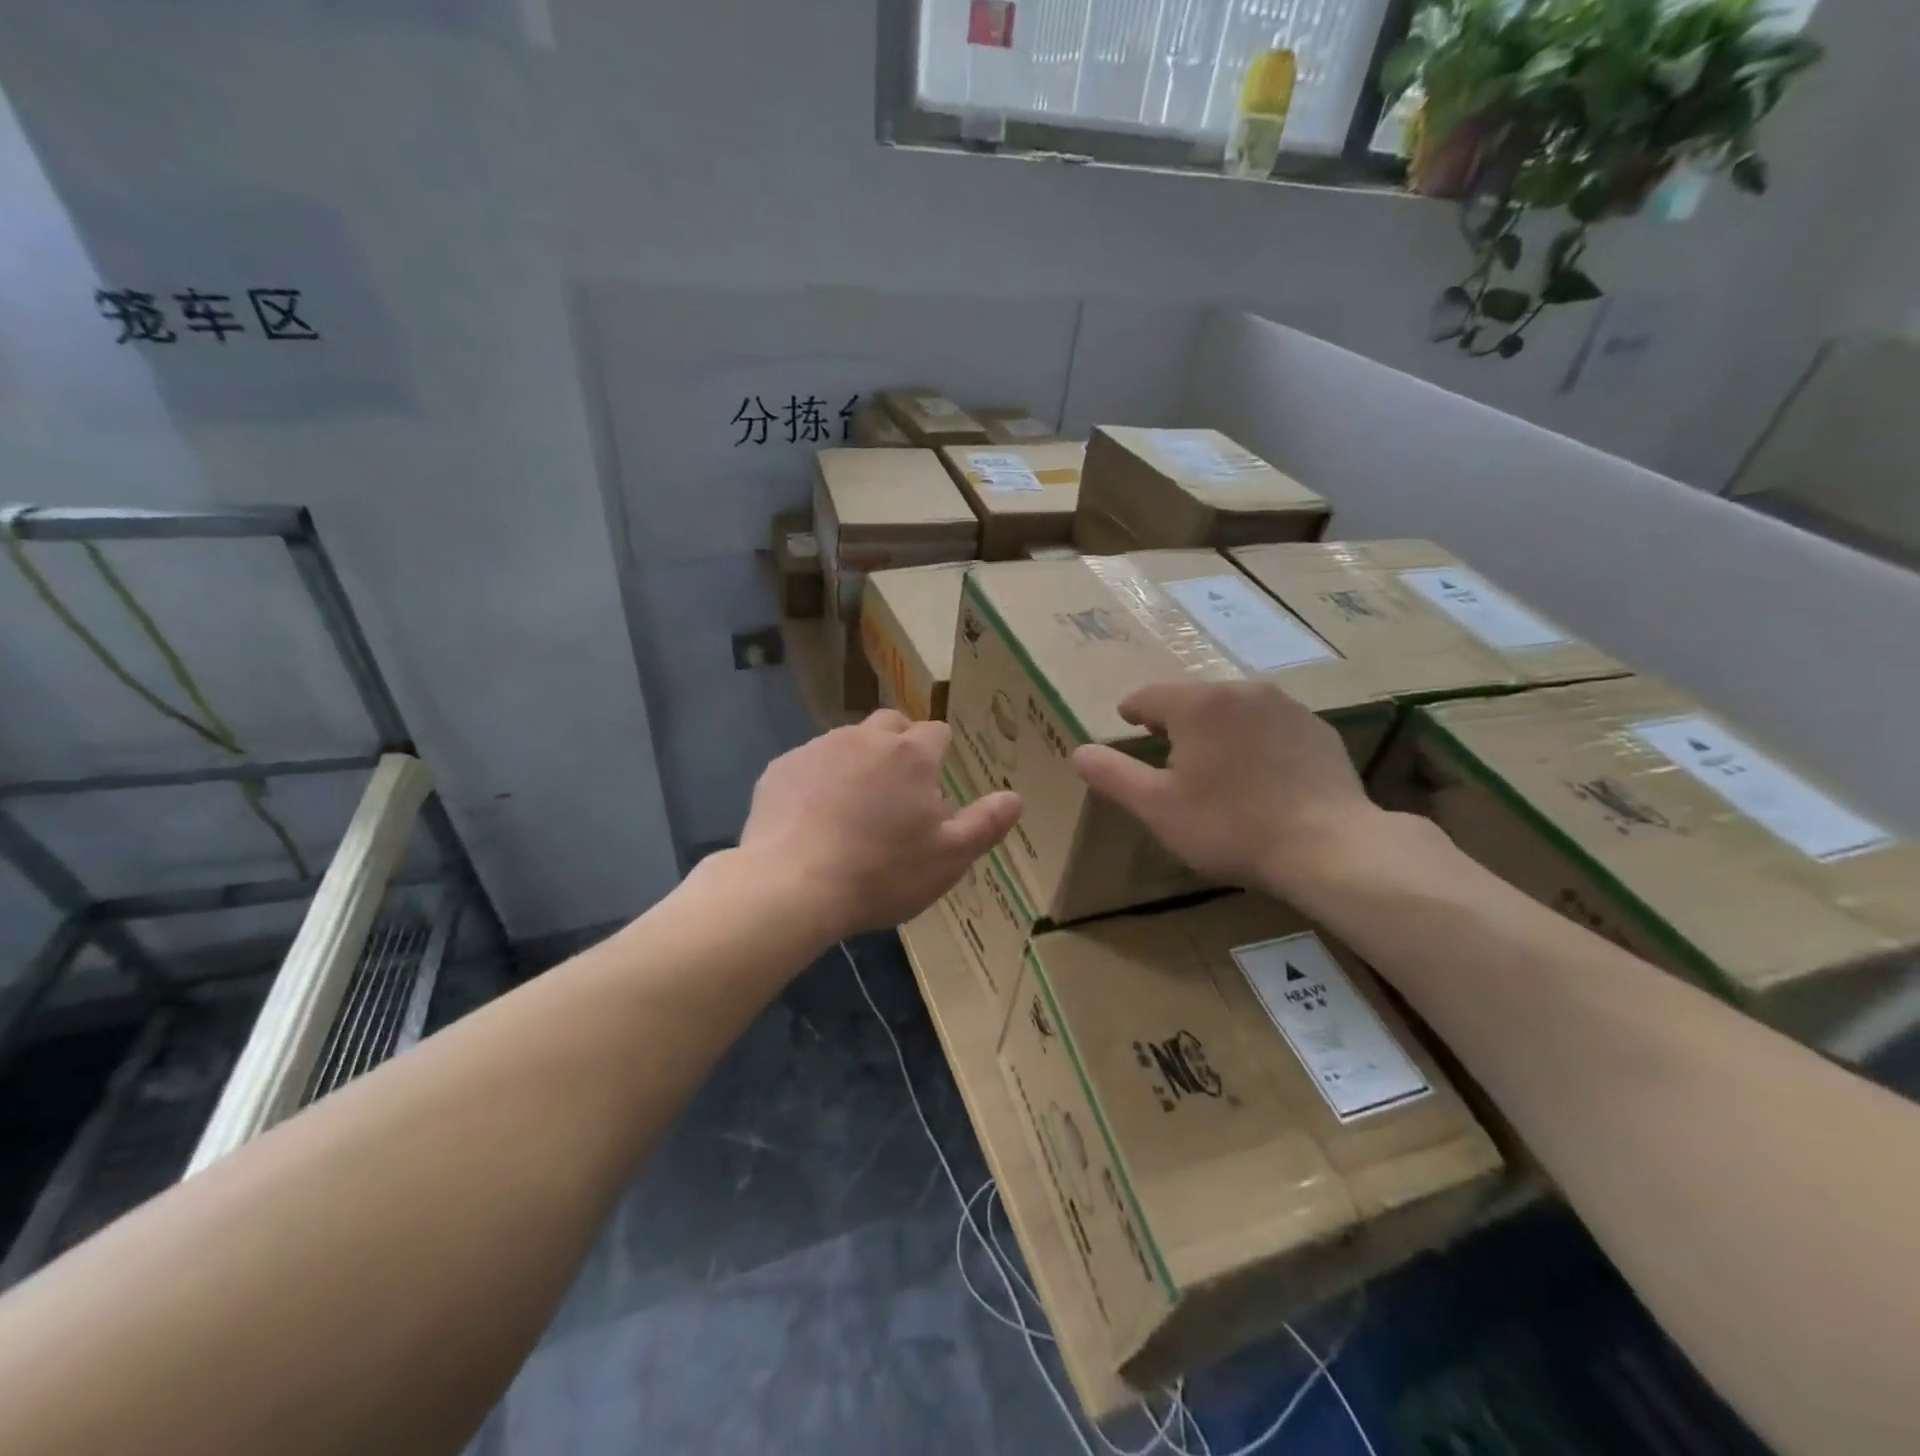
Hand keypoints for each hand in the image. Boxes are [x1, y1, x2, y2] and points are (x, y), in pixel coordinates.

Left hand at [741, 710, 1021, 942]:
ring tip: (853, 807)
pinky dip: (817, 780)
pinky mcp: (780, 768)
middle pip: (891, 725)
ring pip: (847, 741)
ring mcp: (818, 748)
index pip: (937, 732)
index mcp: (912, 755)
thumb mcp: (949, 857)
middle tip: (897, 790)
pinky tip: (812, 818)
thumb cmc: (882, 873)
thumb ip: (986, 823)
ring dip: (857, 761)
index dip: (940, 754)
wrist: (792, 886)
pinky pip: (808, 763)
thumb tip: (1015, 797)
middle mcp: (865, 738)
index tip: (933, 787)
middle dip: (900, 745)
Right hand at [1071, 680, 1405, 900]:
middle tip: (1168, 754)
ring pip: (1234, 710)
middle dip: (1176, 722)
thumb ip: (1113, 775)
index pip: (1148, 696)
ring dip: (1217, 729)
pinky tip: (1261, 777)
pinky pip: (1271, 726)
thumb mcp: (1157, 807)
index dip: (1132, 711)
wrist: (1328, 846)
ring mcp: (1287, 707)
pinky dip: (1256, 742)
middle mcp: (1241, 691)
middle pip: (1194, 699)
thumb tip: (1078, 751)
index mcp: (1197, 704)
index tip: (1128, 724)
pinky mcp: (1318, 729)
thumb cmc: (1230, 826)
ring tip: (1215, 766)